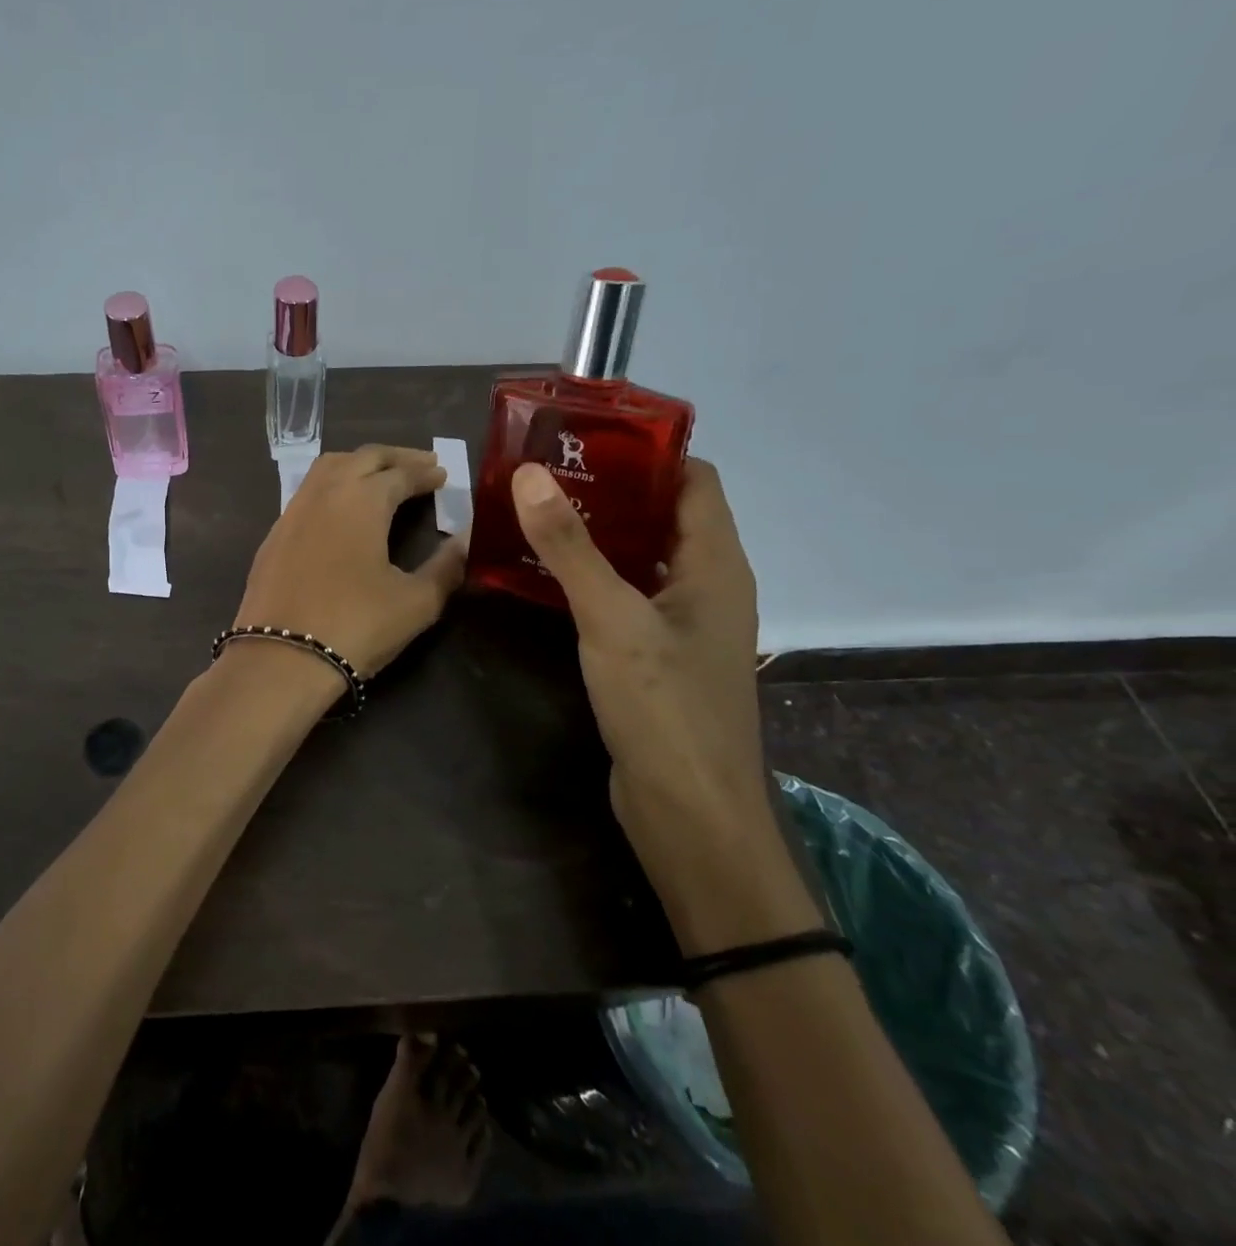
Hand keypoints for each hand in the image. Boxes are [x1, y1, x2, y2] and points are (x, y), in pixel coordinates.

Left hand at [230, 446, 467, 677]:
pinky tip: (341, 508)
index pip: (400, 473)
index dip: (424, 472)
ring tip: (382, 476)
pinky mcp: (274, 535)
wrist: (280, 658)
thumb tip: (466, 540)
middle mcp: (325, 493)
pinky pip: (308, 492)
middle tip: (420, 464)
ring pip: (328, 468)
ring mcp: (293, 511)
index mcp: (362, 500)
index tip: (443, 474)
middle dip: (395, 457)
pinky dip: (332, 485)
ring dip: (359, 464)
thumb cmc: (356, 626)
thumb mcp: (416, 602)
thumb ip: (446, 567)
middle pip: (363, 458)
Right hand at [511, 458, 815, 949]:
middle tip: (541, 468)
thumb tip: (530, 474)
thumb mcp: (612, 619)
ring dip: (592, 532)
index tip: (584, 433)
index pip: (692, 480)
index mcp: (714, 564)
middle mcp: (703, 585)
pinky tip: (539, 573)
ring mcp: (678, 622)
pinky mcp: (652, 654)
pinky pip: (620, 595)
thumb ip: (570, 547)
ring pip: (636, 556)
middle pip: (660, 514)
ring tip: (531, 509)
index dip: (646, 449)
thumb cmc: (665, 707)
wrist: (689, 812)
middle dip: (606, 487)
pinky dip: (587, 575)